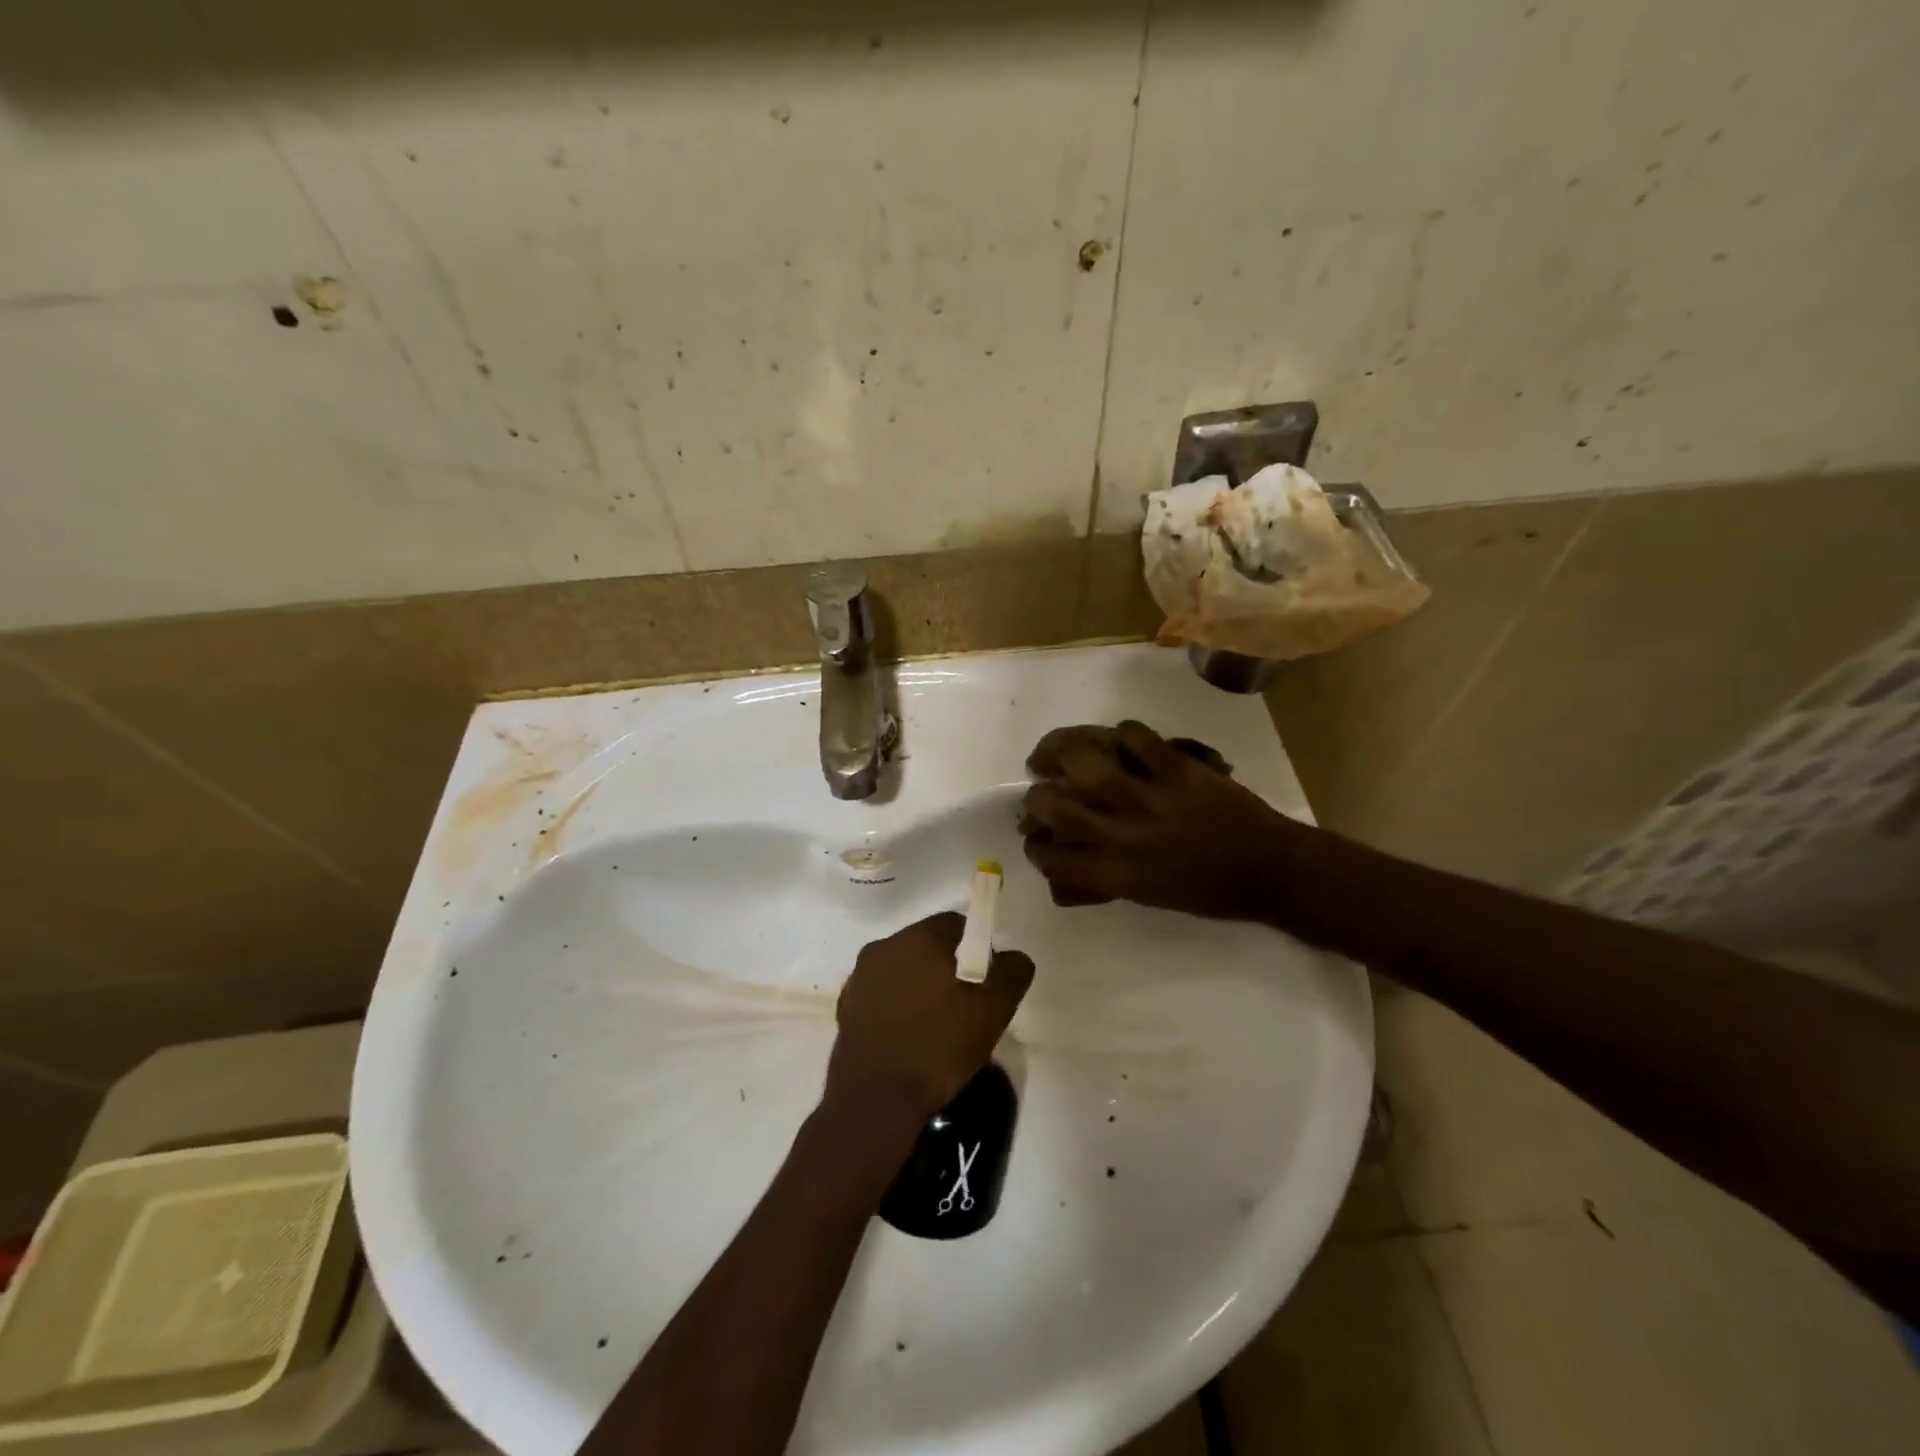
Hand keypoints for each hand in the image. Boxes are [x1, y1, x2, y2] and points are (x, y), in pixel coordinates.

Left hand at [827, 912, 1033, 1123]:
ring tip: (938, 1030)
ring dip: (921, 989)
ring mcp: (860, 978)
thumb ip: (1012, 972)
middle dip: (949, 969)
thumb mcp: (993, 1010)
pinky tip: (910, 1042)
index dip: (977, 949)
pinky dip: (898, 1009)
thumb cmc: (938, 1046)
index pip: (956, 924)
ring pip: (904, 971)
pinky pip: (883, 997)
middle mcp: (883, 947)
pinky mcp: (846, 1008)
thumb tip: (1013, 956)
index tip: (985, 984)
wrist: (875, 1100)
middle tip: (966, 1009)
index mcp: (917, 937)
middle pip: (927, 946)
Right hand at [1020, 720, 1306, 920]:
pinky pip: (1135, 737)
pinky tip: (1118, 741)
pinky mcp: (1179, 768)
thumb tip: (1063, 870)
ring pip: (1086, 763)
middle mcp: (1126, 835)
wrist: (1271, 869)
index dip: (1033, 846)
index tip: (1034, 836)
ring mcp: (1152, 796)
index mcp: (1119, 874)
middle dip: (1036, 797)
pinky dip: (1120, 734)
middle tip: (1041, 790)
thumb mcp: (1148, 898)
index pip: (1052, 857)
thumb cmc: (1208, 892)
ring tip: (1059, 753)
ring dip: (1063, 754)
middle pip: (1056, 805)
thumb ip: (1102, 880)